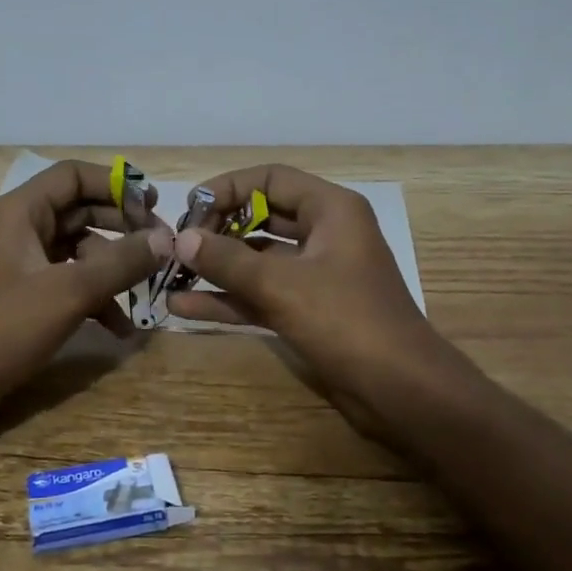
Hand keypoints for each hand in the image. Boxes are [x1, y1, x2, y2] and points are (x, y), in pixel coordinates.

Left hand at [0, 159, 172, 444]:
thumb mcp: (68, 293)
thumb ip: (120, 263)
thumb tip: (167, 240)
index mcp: (20, 212)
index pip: (75, 176)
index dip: (118, 185)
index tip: (156, 207)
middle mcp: (19, 229)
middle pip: (81, 211)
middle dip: (124, 229)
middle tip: (163, 249)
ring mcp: (18, 265)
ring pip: (78, 251)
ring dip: (113, 270)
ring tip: (148, 293)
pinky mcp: (20, 298)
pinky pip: (67, 283)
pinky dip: (94, 298)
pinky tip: (119, 328)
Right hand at [164, 164, 458, 446]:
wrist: (401, 391)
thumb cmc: (347, 321)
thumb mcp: (282, 285)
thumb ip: (227, 260)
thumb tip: (181, 239)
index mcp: (330, 210)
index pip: (270, 179)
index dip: (227, 188)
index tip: (189, 210)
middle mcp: (324, 234)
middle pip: (261, 217)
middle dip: (217, 230)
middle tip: (178, 247)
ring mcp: (315, 274)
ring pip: (258, 260)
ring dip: (217, 268)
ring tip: (170, 276)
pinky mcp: (308, 310)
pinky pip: (261, 294)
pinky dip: (229, 299)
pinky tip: (184, 308)